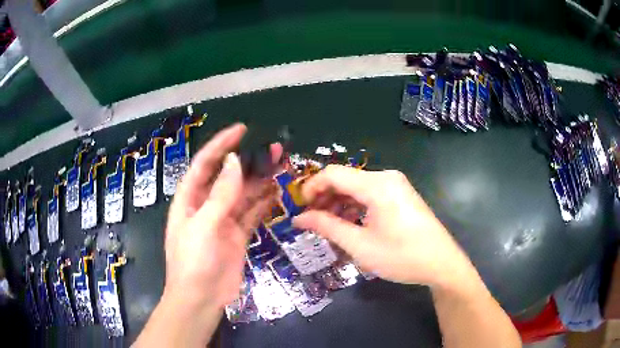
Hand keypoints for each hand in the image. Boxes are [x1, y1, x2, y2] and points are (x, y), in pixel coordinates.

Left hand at [164, 123, 281, 308]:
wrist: (201, 299)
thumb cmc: (194, 261)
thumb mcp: (204, 225)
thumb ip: (221, 194)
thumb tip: (234, 162)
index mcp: (190, 199)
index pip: (205, 164)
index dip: (221, 144)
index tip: (241, 130)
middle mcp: (206, 205)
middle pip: (228, 177)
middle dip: (248, 161)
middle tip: (273, 149)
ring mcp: (223, 221)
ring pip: (244, 194)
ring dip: (260, 180)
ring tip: (280, 165)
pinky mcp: (237, 235)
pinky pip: (252, 213)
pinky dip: (263, 202)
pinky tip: (277, 191)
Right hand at [292, 165, 474, 289]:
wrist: (441, 263)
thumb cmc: (401, 256)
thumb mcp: (360, 245)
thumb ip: (327, 227)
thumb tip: (299, 218)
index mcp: (377, 185)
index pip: (333, 174)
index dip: (310, 188)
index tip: (298, 207)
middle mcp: (386, 178)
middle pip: (345, 179)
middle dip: (324, 198)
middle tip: (309, 220)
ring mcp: (395, 185)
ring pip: (356, 187)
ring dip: (338, 203)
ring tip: (326, 225)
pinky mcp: (400, 195)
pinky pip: (370, 194)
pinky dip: (354, 206)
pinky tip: (348, 223)